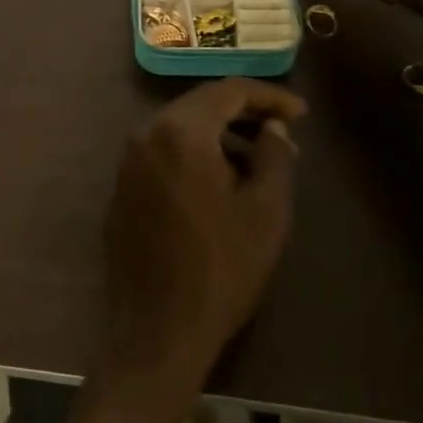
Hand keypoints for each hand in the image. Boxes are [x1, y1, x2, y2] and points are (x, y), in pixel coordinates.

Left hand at [97, 79, 305, 413]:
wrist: (157, 331)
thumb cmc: (221, 269)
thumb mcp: (265, 212)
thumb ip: (274, 157)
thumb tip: (273, 129)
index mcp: (180, 133)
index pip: (228, 91)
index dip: (269, 97)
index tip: (301, 114)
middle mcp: (145, 135)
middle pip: (200, 106)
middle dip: (244, 114)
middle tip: (282, 134)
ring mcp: (127, 163)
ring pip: (180, 129)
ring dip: (219, 136)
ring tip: (257, 161)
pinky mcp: (122, 189)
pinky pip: (162, 154)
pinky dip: (193, 156)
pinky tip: (219, 182)